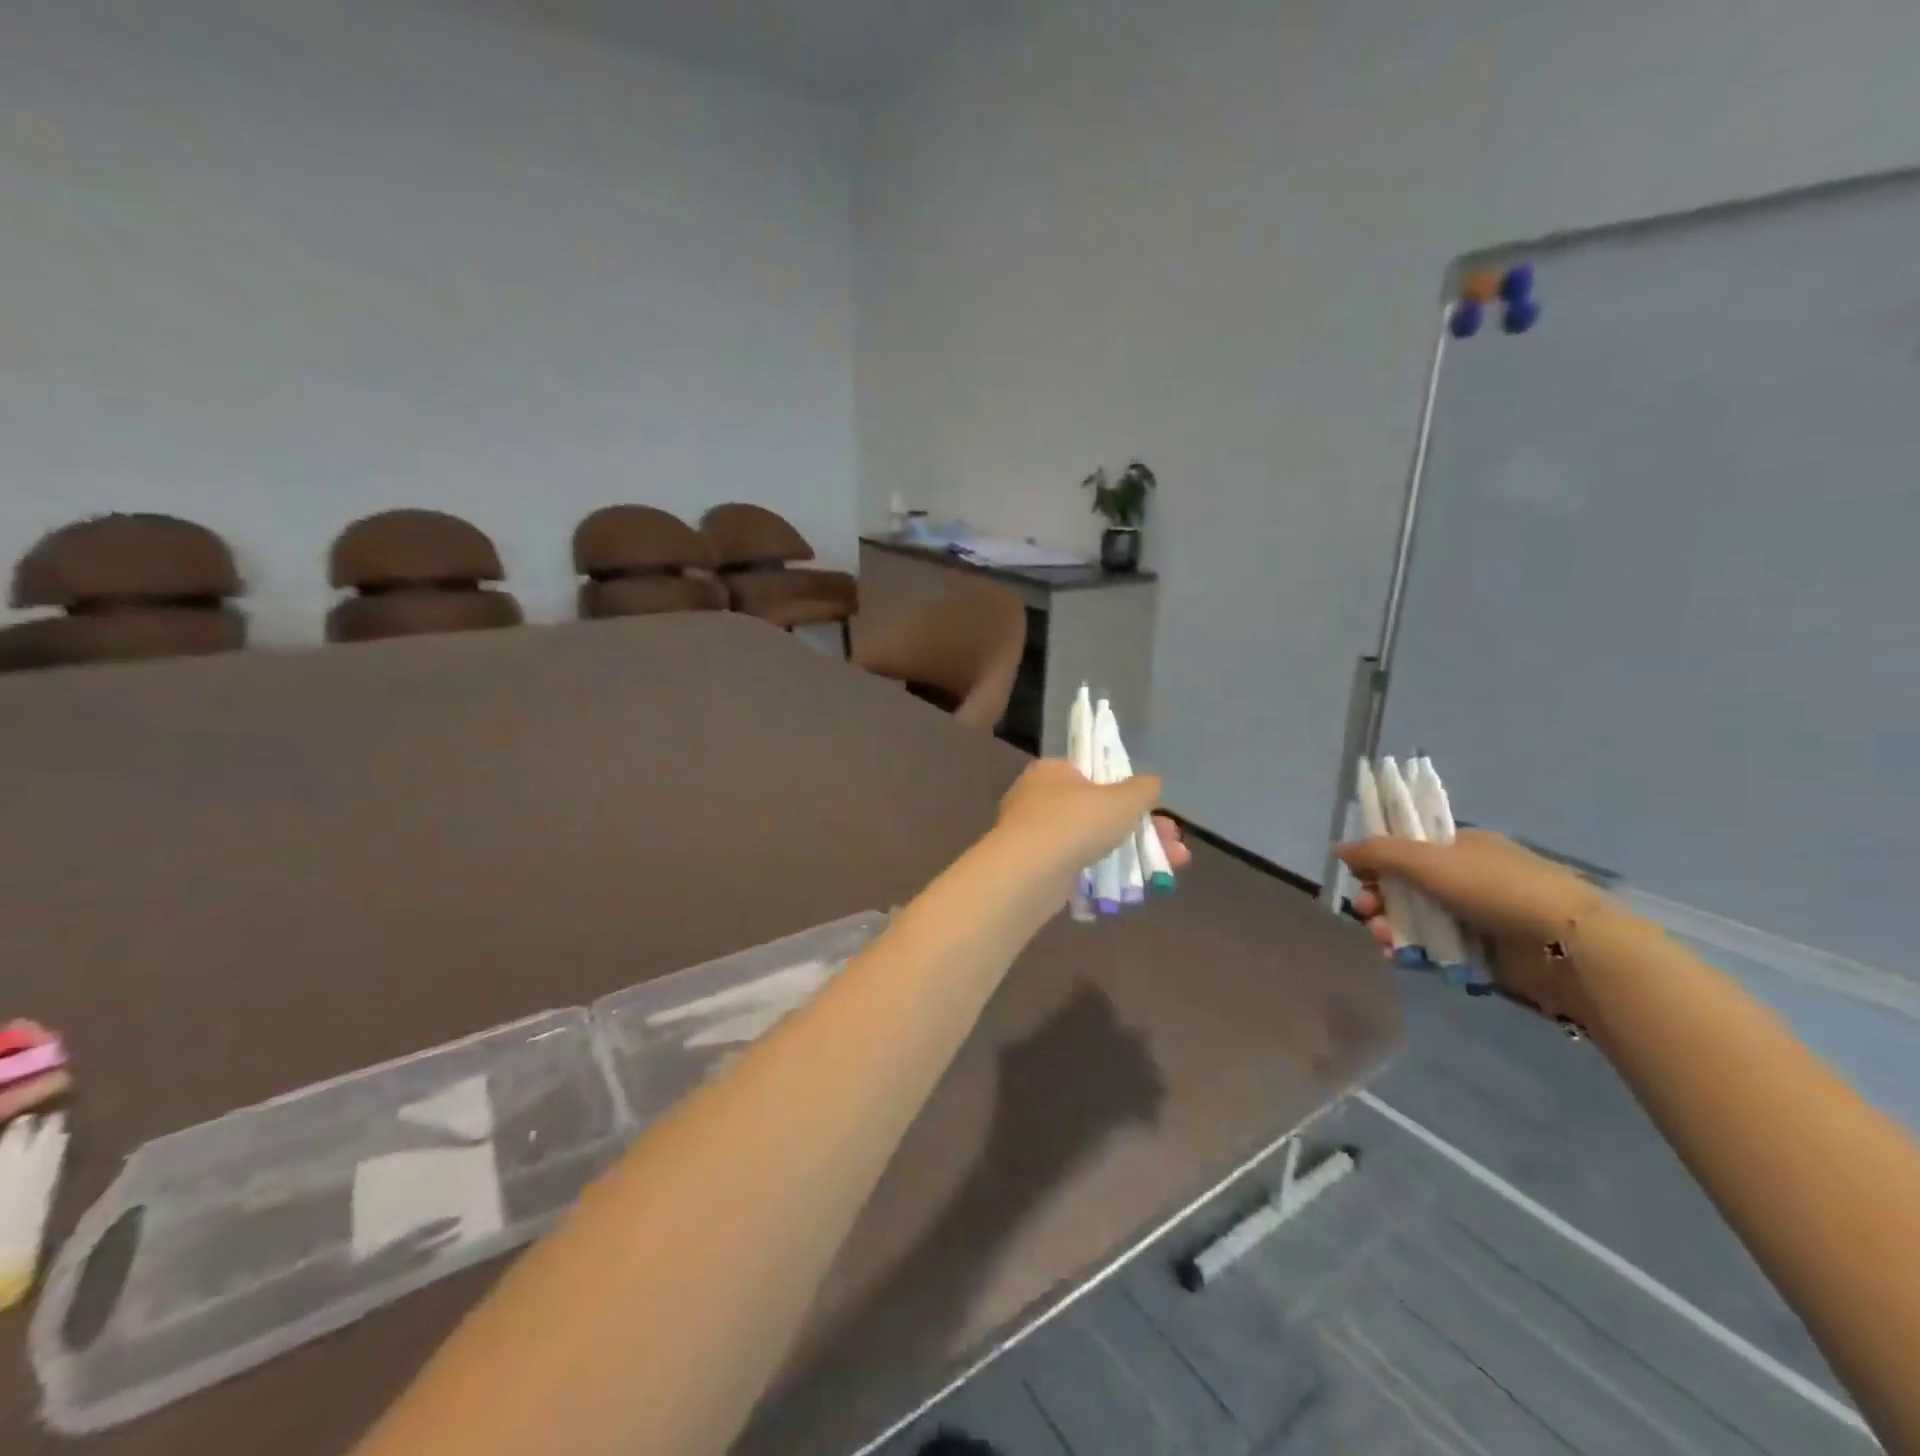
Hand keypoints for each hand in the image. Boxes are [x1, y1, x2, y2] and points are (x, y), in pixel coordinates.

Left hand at [995, 759, 1188, 881]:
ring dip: (1132, 853)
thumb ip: (1143, 789)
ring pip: (1092, 841)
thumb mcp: (1121, 799)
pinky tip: (1135, 887)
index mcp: (1052, 771)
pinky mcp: (1036, 868)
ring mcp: (1035, 835)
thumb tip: (1151, 784)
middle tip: (1173, 843)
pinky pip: (1078, 866)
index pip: (1094, 773)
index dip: (1128, 791)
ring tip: (1170, 866)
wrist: (1028, 874)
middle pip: (1099, 811)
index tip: (1155, 810)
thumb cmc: (1075, 823)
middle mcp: (1038, 798)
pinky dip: (1106, 873)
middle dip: (1141, 828)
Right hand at [1337, 829, 1607, 1021]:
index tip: (1359, 877)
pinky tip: (1400, 958)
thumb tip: (1338, 849)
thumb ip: (1378, 852)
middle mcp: (1467, 877)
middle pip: (1406, 885)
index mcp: (1460, 846)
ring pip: (1417, 918)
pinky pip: (1436, 948)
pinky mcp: (1484, 951)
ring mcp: (1476, 915)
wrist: (1570, 945)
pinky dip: (1414, 951)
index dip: (1377, 861)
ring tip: (1383, 941)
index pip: (1406, 848)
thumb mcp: (1428, 860)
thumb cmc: (1495, 889)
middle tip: (1365, 912)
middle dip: (1379, 898)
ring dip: (1391, 927)